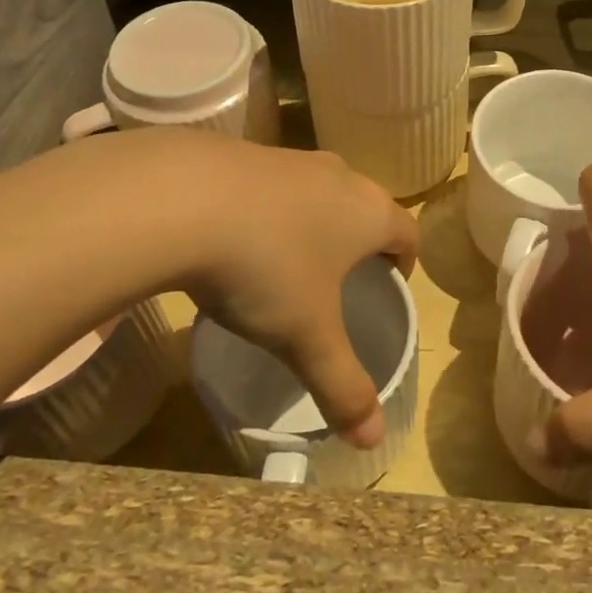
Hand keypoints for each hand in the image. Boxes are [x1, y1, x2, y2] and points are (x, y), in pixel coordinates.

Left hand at [101, 131, 416, 448]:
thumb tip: (375, 440)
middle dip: (358, 242)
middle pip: (365, 208)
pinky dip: (270, 210)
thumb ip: (343, 386)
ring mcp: (292, 160)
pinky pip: (275, 185)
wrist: (183, 198)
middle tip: (338, 282)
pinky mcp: (248, 153)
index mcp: (370, 212)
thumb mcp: (306, 336)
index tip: (388, 287)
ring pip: (319, 193)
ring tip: (286, 263)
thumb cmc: (267, 267)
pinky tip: (237, 238)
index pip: (408, 233)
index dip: (405, 262)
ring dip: (314, 223)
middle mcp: (340, 176)